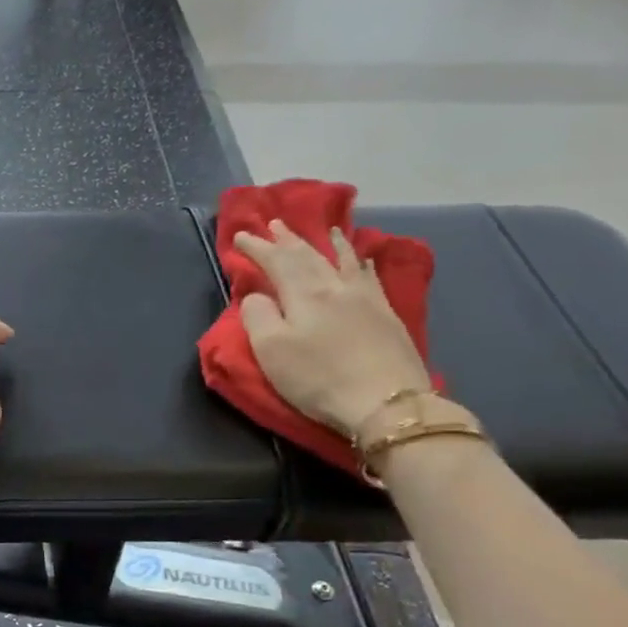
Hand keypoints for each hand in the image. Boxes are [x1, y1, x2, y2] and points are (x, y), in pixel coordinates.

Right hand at [234, 220, 431, 436]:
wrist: (387, 402)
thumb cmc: (318, 378)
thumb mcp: (271, 351)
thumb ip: (258, 316)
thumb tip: (256, 295)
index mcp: (304, 294)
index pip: (276, 261)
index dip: (257, 248)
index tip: (240, 236)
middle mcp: (335, 287)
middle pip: (309, 256)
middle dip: (289, 240)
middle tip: (275, 224)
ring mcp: (366, 299)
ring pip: (343, 261)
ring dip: (329, 244)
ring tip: (325, 229)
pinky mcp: (387, 315)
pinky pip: (370, 276)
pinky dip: (360, 263)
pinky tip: (363, 260)